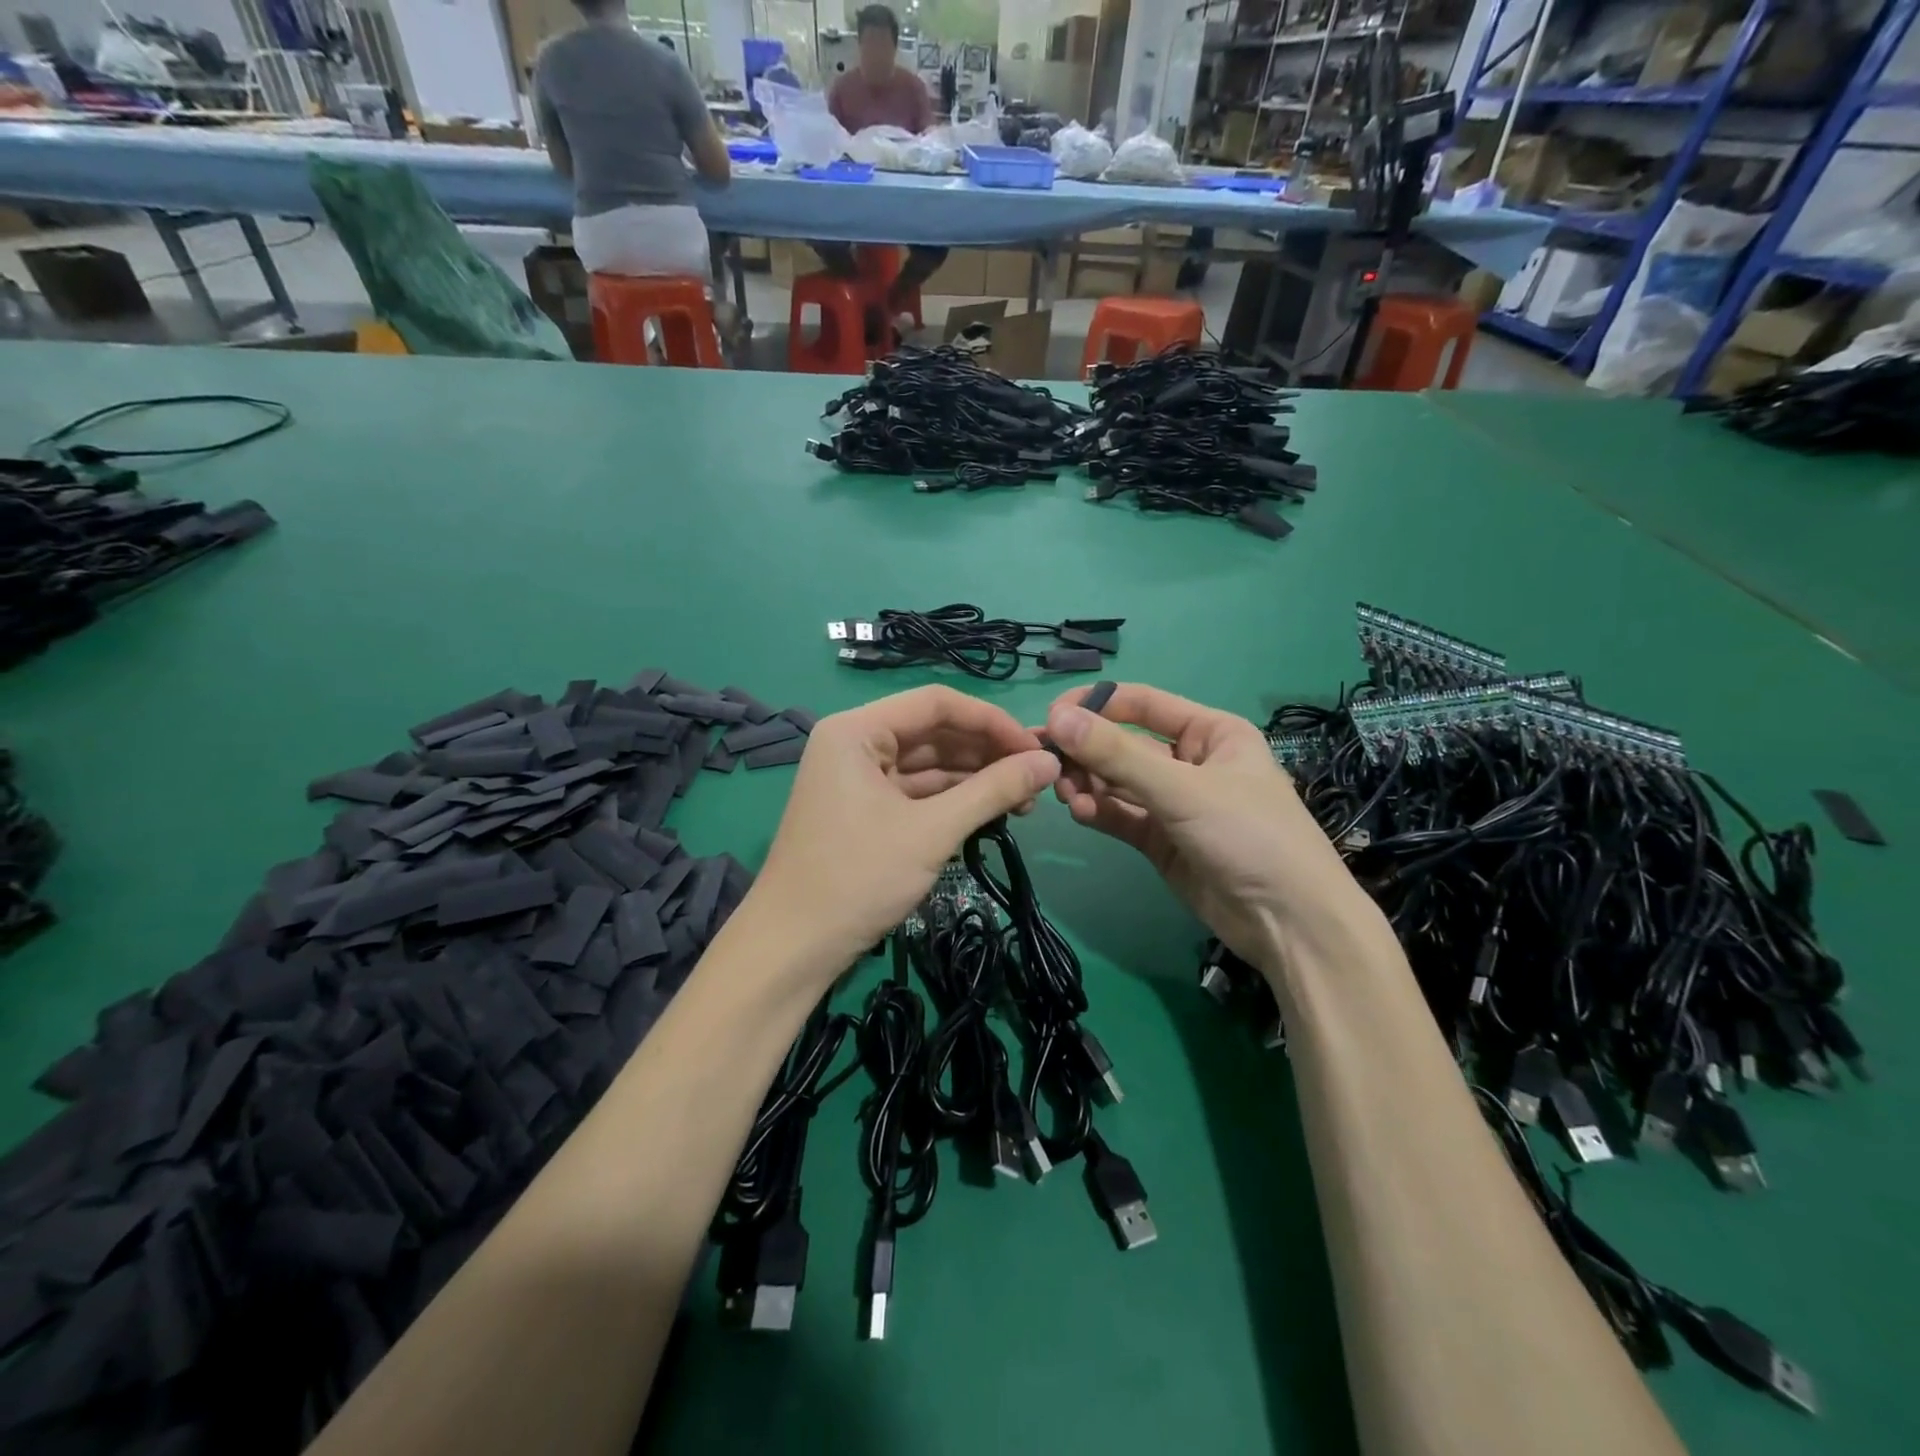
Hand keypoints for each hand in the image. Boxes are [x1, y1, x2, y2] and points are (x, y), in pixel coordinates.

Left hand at [756, 685, 1059, 974]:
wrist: (794, 947)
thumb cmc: (858, 878)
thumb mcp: (932, 831)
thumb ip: (994, 791)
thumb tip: (1050, 762)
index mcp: (857, 730)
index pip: (937, 703)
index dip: (992, 721)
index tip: (1037, 749)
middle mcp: (854, 743)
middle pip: (933, 732)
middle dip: (986, 753)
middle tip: (1036, 780)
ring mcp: (857, 778)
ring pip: (928, 764)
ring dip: (974, 779)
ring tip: (1024, 802)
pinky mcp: (864, 809)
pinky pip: (916, 792)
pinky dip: (952, 800)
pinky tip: (991, 813)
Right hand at [1043, 683, 1370, 966]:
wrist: (1290, 924)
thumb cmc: (1249, 835)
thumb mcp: (1183, 790)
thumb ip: (1118, 755)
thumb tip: (1057, 720)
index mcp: (1210, 732)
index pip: (1142, 704)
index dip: (1096, 705)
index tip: (1052, 718)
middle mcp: (1190, 762)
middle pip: (1124, 745)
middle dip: (1086, 752)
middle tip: (1046, 763)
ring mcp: (1174, 803)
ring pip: (1118, 782)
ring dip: (1089, 783)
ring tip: (1065, 793)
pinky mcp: (1161, 840)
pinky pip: (1122, 816)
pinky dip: (1100, 812)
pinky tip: (1081, 813)